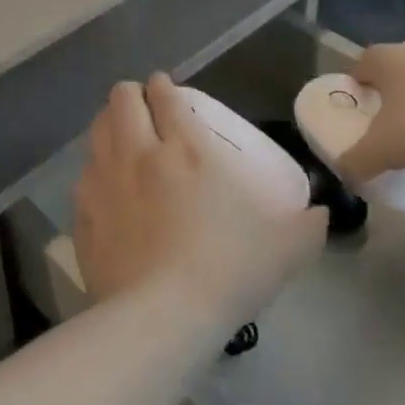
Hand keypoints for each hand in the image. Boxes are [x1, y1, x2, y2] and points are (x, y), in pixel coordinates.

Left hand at [74, 75, 326, 329]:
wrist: (162, 317)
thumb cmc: (228, 270)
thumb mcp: (286, 246)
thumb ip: (307, 223)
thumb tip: (321, 212)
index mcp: (185, 148)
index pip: (165, 96)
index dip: (163, 86)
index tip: (165, 89)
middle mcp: (138, 153)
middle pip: (121, 100)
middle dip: (131, 95)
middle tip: (143, 108)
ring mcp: (104, 182)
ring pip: (96, 131)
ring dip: (109, 124)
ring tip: (120, 136)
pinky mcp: (83, 215)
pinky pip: (84, 176)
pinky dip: (95, 171)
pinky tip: (105, 187)